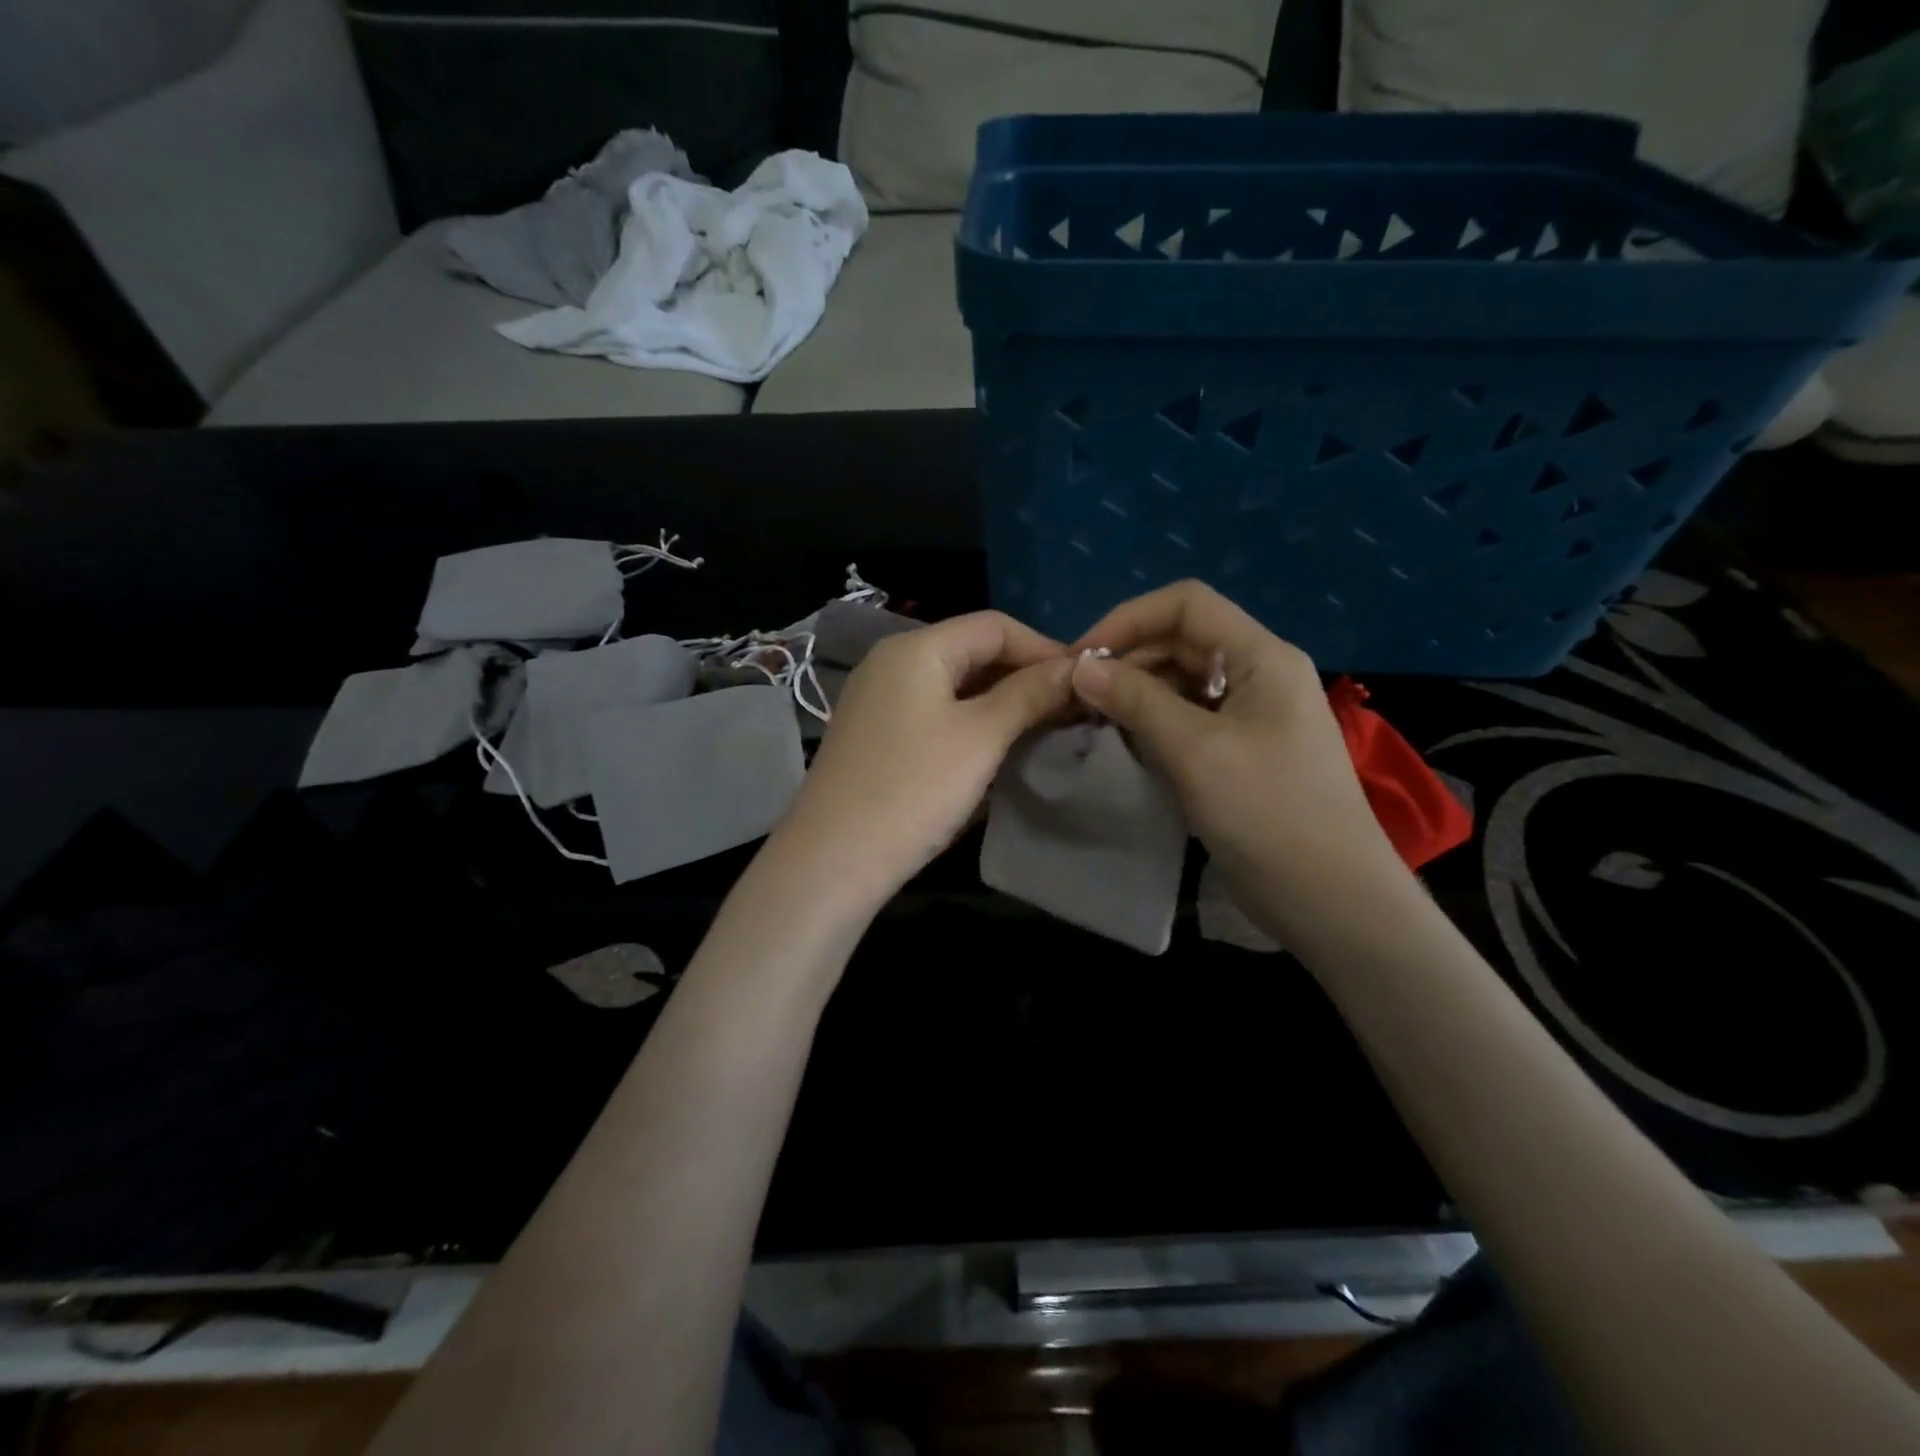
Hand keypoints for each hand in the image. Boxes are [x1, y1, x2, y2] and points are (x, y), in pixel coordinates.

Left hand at [773, 611, 1073, 912]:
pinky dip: (970, 720)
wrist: (833, 860)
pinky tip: (997, 745)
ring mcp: (879, 697)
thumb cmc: (913, 790)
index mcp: (916, 648)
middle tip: (1069, 708)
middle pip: (972, 650)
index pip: (994, 626)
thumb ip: (1028, 694)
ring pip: (954, 683)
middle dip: (1024, 675)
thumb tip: (1074, 667)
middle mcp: (892, 661)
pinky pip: (934, 710)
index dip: (1044, 648)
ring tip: (1043, 727)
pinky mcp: (876, 732)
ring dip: (1000, 700)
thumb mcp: (981, 738)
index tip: (1084, 682)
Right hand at [1070, 581, 1405, 927]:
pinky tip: (1123, 745)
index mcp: (1261, 657)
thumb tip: (1080, 667)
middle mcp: (1258, 674)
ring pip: (1181, 682)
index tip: (1081, 659)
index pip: (1187, 604)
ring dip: (1135, 694)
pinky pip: (1188, 719)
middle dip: (1127, 661)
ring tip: (1092, 722)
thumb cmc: (1267, 813)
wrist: (1330, 899)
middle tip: (1077, 698)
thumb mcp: (1195, 750)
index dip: (1128, 619)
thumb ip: (1136, 701)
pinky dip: (1152, 724)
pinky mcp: (1240, 751)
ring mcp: (1251, 715)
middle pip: (1181, 641)